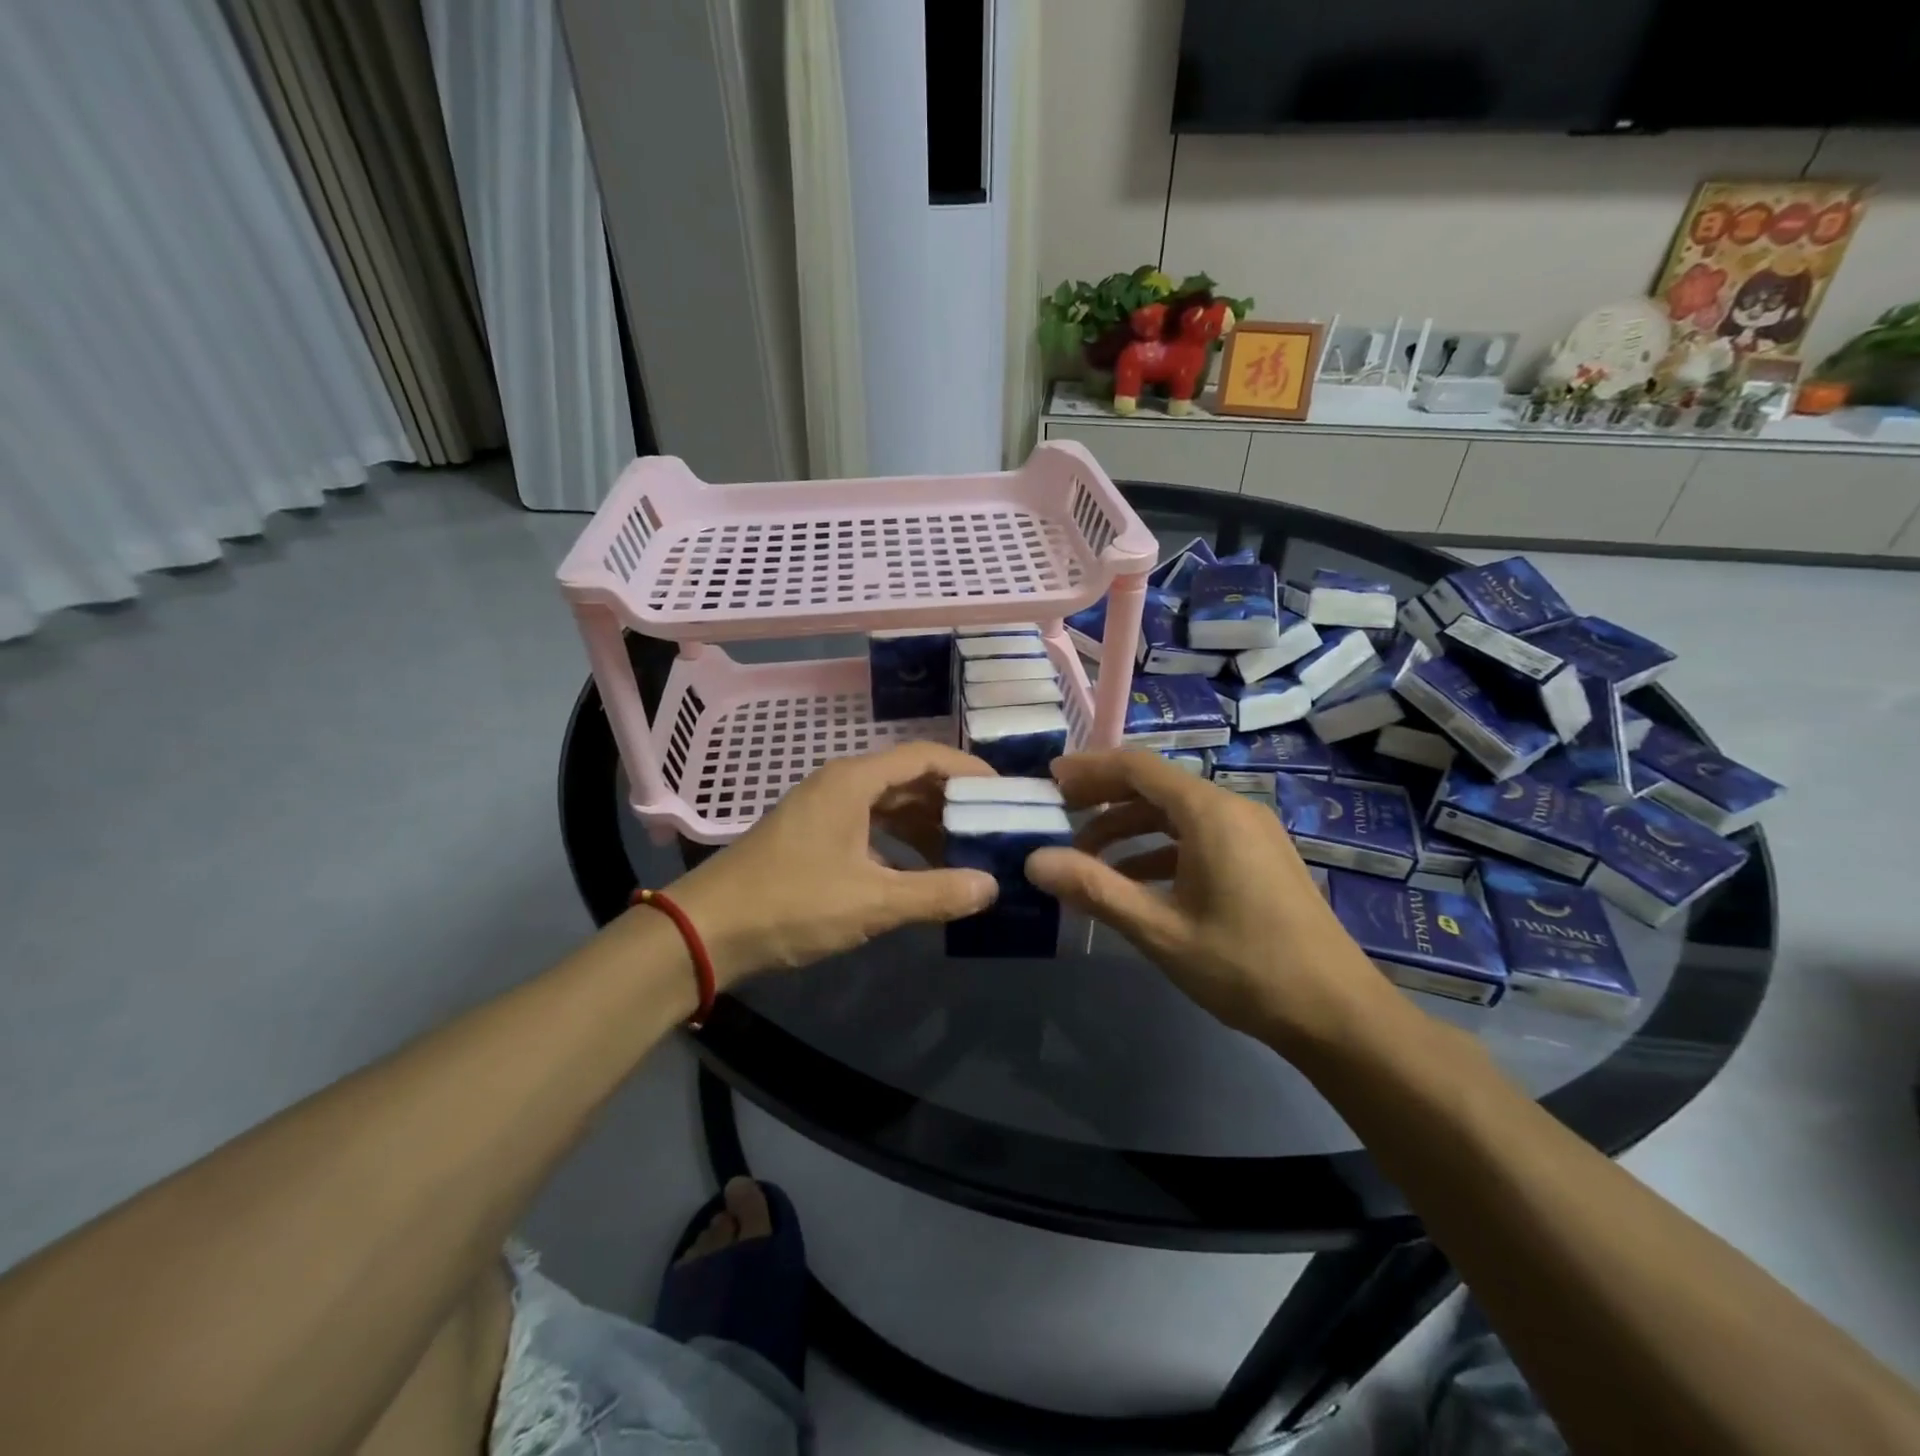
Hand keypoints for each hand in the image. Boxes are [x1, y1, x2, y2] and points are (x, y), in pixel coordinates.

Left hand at [663, 743, 999, 986]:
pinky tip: (920, 870)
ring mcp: (824, 810)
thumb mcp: (871, 902)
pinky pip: (870, 826)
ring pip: (889, 804)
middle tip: (993, 826)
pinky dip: (900, 842)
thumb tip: (992, 887)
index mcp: (853, 782)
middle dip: (952, 801)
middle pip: (909, 778)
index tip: (1005, 793)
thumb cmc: (790, 904)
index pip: (925, 756)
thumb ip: (936, 893)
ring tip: (966, 851)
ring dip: (927, 824)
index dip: (969, 770)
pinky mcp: (814, 836)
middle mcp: (840, 785)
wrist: (705, 931)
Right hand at [1025, 751, 1388, 1042]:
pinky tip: (1133, 882)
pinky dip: (1159, 849)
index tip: (1049, 781)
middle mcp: (1232, 809)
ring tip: (1086, 857)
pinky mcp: (1259, 858)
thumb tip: (1035, 861)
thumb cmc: (1244, 966)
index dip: (1089, 769)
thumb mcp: (1160, 930)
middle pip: (1156, 785)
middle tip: (1059, 815)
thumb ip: (1095, 890)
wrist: (1337, 1014)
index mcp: (1209, 813)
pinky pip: (1198, 836)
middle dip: (1104, 798)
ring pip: (1176, 813)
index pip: (1137, 767)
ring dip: (1129, 828)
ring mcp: (1251, 833)